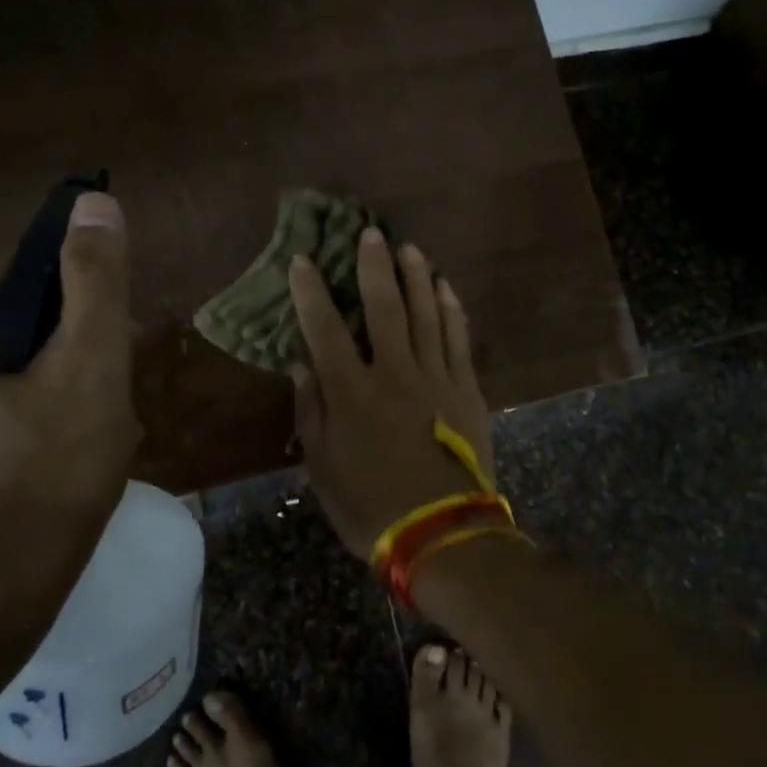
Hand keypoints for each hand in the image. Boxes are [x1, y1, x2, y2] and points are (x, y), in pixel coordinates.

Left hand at [0, 193, 139, 585]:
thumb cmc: (51, 471)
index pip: (24, 265)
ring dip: (57, 372)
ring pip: (7, 358)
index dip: (81, 289)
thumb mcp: (90, 365)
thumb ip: (94, 281)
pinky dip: (31, 402)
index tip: (118, 332)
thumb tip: (92, 202)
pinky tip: (62, 443)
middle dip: (72, 337)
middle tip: (113, 380)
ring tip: (96, 415)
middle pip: (16, 313)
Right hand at [289, 228, 496, 559]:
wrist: (441, 533)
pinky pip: (458, 338)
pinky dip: (451, 309)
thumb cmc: (371, 506)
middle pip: (383, 308)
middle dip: (373, 267)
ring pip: (426, 314)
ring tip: (409, 248)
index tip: (303, 261)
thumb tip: (301, 366)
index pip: (325, 330)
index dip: (311, 293)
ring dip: (416, 277)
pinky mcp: (466, 389)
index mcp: (352, 393)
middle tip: (370, 233)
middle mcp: (394, 373)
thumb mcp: (322, 469)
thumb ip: (310, 413)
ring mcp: (436, 377)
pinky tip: (445, 287)